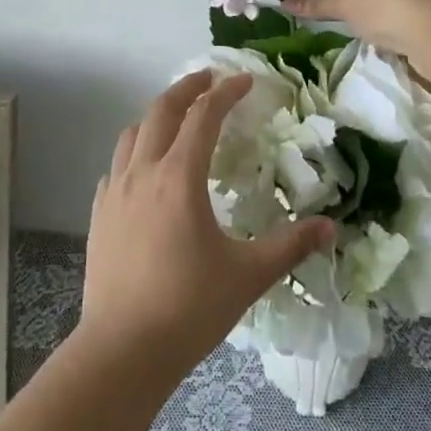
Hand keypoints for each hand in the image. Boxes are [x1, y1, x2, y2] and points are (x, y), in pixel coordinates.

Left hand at [79, 70, 333, 389]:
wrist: (122, 350)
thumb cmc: (189, 308)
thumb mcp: (247, 276)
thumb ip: (290, 247)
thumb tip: (330, 228)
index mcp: (179, 177)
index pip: (204, 116)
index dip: (226, 93)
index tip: (245, 81)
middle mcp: (143, 172)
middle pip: (162, 110)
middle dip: (187, 88)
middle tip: (210, 79)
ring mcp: (115, 192)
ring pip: (133, 133)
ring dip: (157, 116)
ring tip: (178, 120)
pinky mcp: (100, 214)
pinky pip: (117, 166)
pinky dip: (135, 151)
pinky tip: (146, 171)